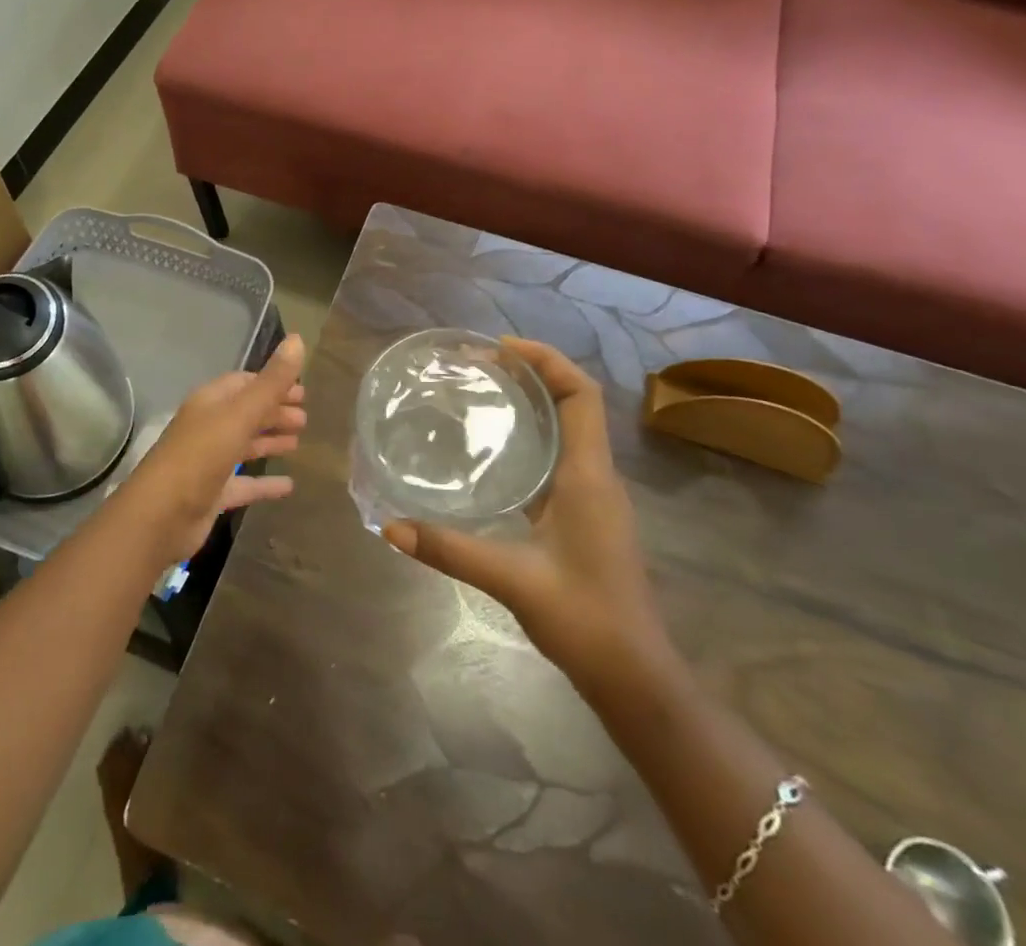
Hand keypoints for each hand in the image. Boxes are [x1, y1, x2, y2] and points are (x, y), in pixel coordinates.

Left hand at [126, 334, 307, 567]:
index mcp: (210, 402)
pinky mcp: (212, 493)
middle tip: (306, 417)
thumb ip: (271, 382)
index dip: (272, 383)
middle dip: (274, 412)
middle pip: (246, 413)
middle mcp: (208, 427)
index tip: (302, 390)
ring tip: (299, 442)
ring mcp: (208, 461)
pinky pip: (244, 483)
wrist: (160, 516)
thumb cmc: (200, 456)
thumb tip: (297, 340)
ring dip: (270, 441)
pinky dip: (265, 483)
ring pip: (244, 445)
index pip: (244, 383)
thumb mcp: (239, 415)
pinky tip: (289, 486)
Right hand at [383, 338, 672, 695]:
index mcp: (588, 476)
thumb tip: (390, 527)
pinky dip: (532, 436)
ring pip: (568, 429)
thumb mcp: (512, 580)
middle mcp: (596, 476)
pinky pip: (560, 456)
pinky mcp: (585, 515)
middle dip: (533, 373)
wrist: (635, 677)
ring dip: (534, 402)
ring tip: (483, 391)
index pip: (581, 395)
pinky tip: (494, 449)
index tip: (500, 348)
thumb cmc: (585, 620)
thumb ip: (449, 549)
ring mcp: (594, 496)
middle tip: (480, 363)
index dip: (547, 360)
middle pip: (574, 402)